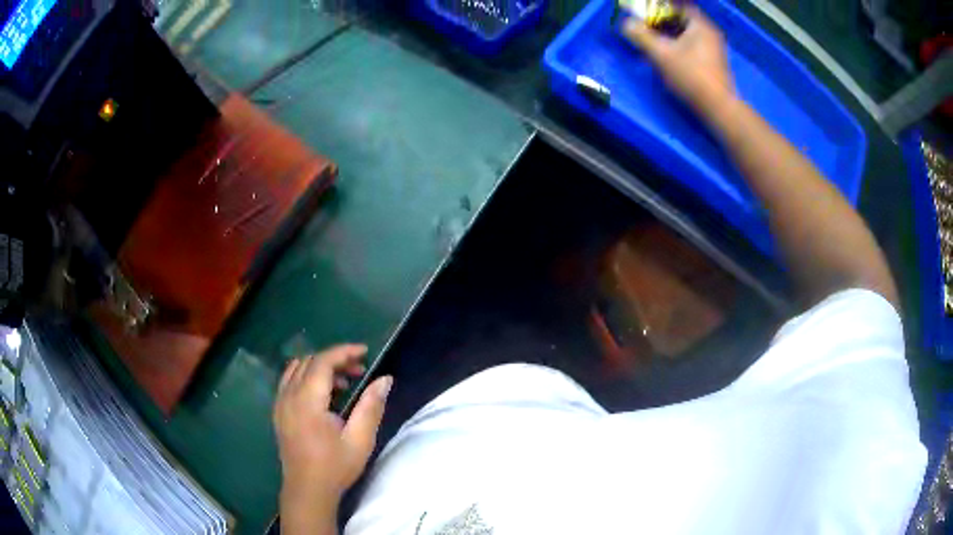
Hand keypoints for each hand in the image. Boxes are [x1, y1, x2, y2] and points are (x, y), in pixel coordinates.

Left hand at [273, 344, 392, 530]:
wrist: (308, 490)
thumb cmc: (335, 467)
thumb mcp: (360, 440)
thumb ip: (371, 406)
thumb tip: (385, 379)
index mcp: (307, 401)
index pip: (322, 362)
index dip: (344, 352)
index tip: (365, 352)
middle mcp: (288, 396)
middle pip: (309, 362)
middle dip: (335, 359)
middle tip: (359, 371)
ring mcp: (279, 404)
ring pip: (296, 369)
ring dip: (320, 367)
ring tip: (343, 383)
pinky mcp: (278, 412)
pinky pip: (288, 381)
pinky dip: (306, 377)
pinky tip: (322, 395)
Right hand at [623, 8, 735, 113]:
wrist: (718, 108)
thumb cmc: (691, 76)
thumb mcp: (661, 54)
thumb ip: (641, 36)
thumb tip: (626, 24)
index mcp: (700, 25)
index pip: (679, 7)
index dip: (660, 8)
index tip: (646, 14)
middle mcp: (709, 34)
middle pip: (682, 20)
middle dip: (662, 21)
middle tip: (646, 26)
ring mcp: (713, 50)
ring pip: (687, 35)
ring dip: (669, 35)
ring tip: (653, 42)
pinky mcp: (712, 65)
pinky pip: (692, 47)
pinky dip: (678, 47)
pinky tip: (667, 56)